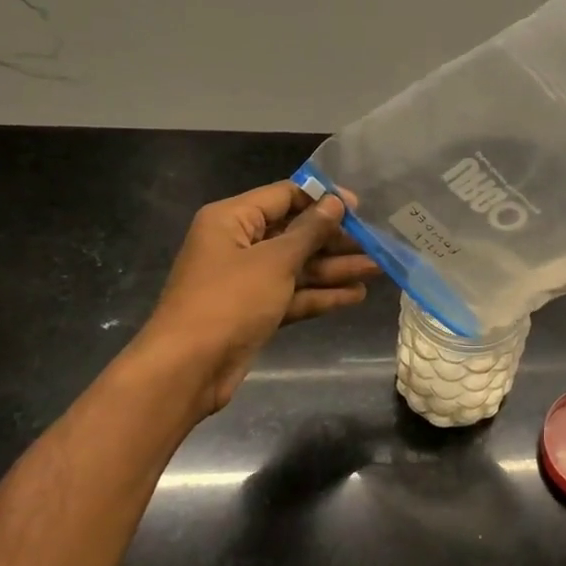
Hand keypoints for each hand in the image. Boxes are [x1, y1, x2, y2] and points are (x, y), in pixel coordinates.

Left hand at [137, 182, 383, 414]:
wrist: (188, 369)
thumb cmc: (229, 301)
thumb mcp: (275, 261)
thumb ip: (310, 231)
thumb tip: (336, 202)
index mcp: (232, 219)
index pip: (283, 196)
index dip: (322, 199)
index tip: (360, 207)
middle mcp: (238, 245)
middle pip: (294, 233)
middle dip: (335, 239)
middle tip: (376, 242)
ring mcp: (247, 281)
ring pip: (298, 267)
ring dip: (335, 268)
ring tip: (378, 268)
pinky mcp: (256, 311)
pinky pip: (293, 295)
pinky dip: (322, 295)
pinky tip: (356, 295)